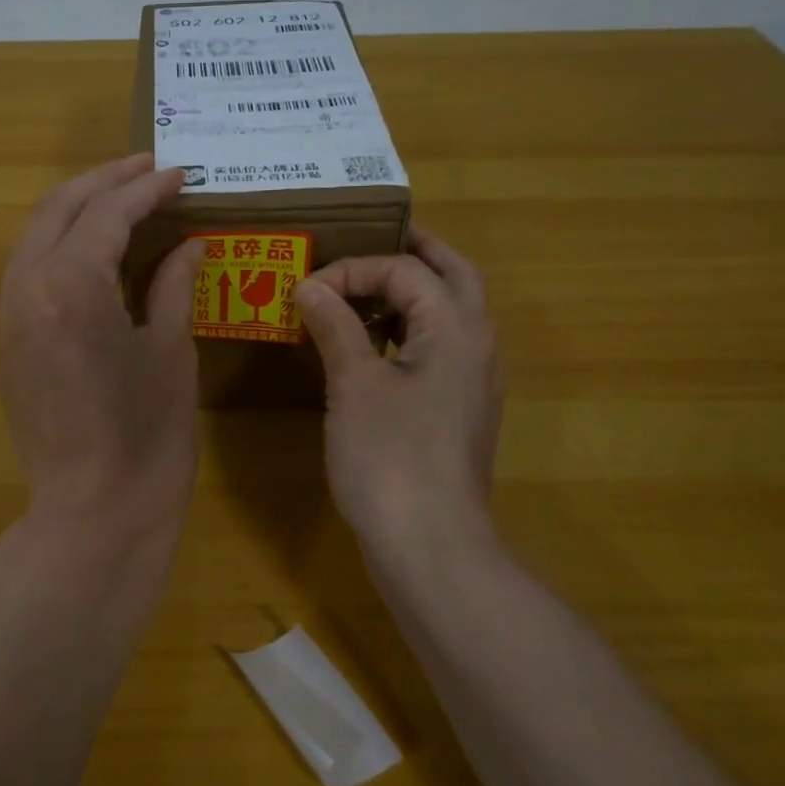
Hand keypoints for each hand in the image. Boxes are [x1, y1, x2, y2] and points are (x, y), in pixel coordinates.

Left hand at [0, 155, 203, 547]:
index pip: (107, 214)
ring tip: (121, 199)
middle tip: (147, 169)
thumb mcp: (171, 353)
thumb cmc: (149, 438)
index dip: (146, 189)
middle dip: (103, 182)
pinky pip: (26, 274)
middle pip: (56, 210)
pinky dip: (58, 248)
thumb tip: (189, 244)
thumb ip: (174, 285)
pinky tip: (92, 252)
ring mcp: (7, 318)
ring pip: (33, 238)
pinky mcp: (5, 345)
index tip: (180, 175)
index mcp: (71, 287)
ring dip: (75, 210)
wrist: (94, 514)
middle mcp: (25, 290)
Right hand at [293, 227, 503, 559]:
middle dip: (412, 253)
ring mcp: (473, 381)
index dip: (354, 269)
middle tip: (370, 239)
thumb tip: (309, 287)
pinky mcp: (458, 409)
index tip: (306, 290)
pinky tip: (371, 344)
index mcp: (458, 328)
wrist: (430, 546)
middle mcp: (477, 345)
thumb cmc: (390, 458)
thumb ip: (335, 326)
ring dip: (413, 291)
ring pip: (450, 312)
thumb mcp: (354, 385)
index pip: (407, 269)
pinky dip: (409, 329)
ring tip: (365, 287)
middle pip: (452, 276)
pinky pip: (439, 348)